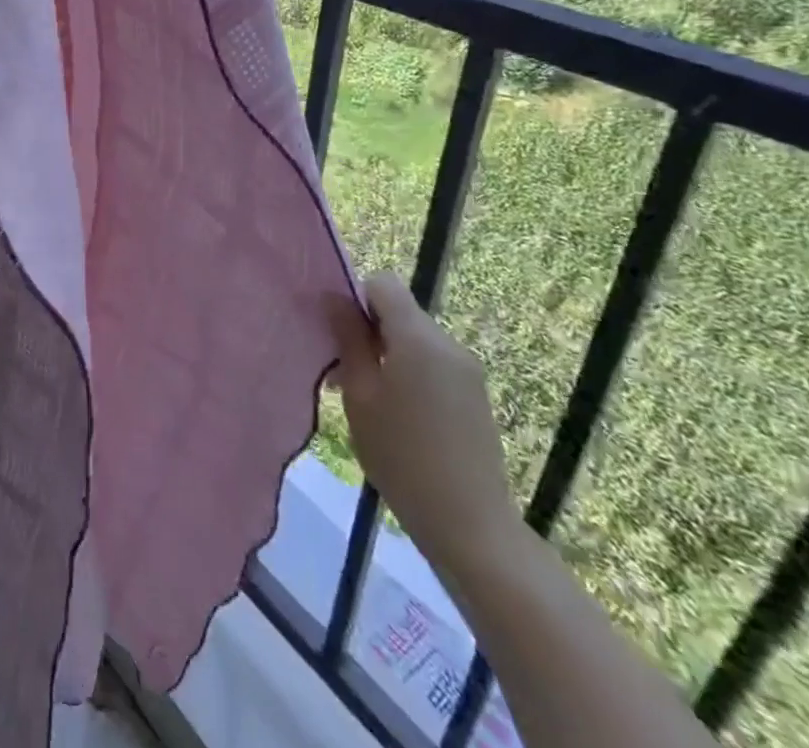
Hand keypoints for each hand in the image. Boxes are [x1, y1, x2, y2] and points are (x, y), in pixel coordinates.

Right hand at [330, 273, 524, 589]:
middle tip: (342, 373)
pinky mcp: (475, 395)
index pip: (383, 284)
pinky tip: (396, 414)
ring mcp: (467, 371)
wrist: (470, 524)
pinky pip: (432, 363)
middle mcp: (448, 344)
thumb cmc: (401, 454)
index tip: (340, 336)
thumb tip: (333, 296)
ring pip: (414, 339)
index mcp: (419, 338)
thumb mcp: (360, 393)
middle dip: (368, 331)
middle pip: (399, 312)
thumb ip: (348, 339)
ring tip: (367, 399)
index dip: (356, 299)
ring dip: (387, 355)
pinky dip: (408, 373)